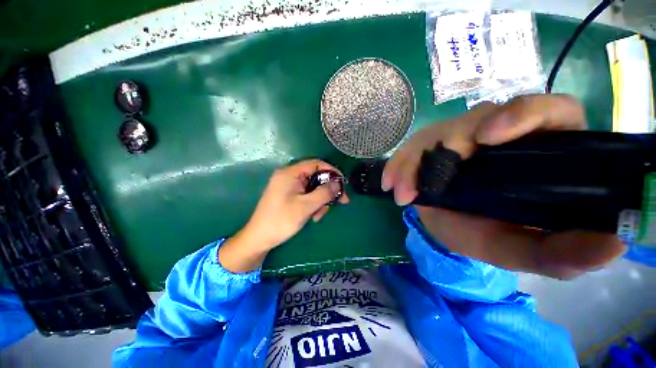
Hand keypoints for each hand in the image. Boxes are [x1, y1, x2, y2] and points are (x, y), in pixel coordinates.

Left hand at [219, 160, 348, 272]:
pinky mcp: (289, 195)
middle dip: (327, 190)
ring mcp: (289, 186)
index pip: (316, 164)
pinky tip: (313, 216)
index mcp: (290, 173)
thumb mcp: (306, 206)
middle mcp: (289, 176)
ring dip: (320, 200)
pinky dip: (313, 204)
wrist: (260, 238)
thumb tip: (338, 183)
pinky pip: (307, 194)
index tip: (342, 184)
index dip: (331, 171)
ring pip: (313, 187)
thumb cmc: (281, 221)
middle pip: (316, 177)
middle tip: (339, 202)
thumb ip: (324, 192)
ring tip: (318, 215)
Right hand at [382, 94, 625, 278]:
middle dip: (444, 145)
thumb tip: (611, 246)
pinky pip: (411, 147)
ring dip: (413, 163)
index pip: (547, 111)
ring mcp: (460, 136)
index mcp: (537, 150)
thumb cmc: (485, 234)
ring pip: (434, 133)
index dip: (520, 114)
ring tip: (401, 193)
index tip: (486, 137)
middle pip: (476, 119)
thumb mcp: (517, 249)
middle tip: (421, 187)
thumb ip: (556, 254)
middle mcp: (500, 135)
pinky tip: (390, 184)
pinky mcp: (431, 144)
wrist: (447, 225)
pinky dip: (398, 165)